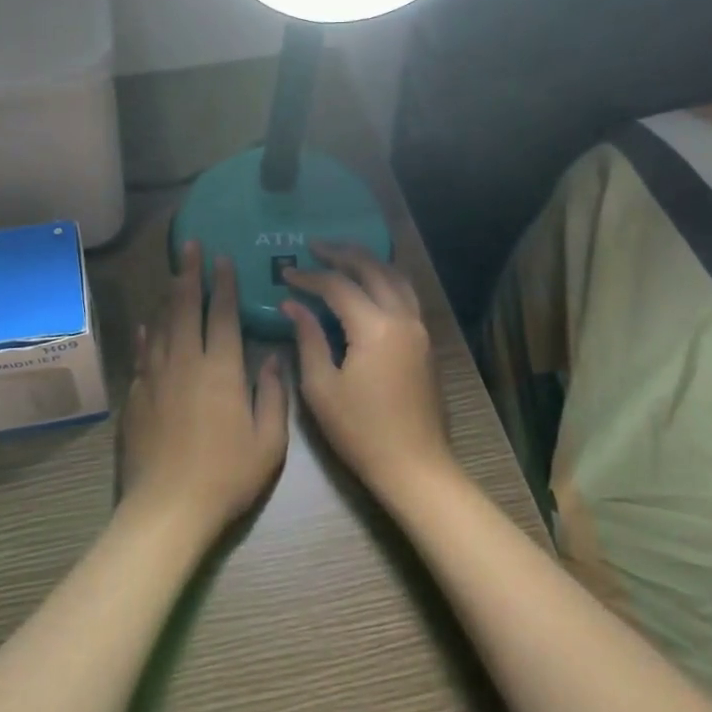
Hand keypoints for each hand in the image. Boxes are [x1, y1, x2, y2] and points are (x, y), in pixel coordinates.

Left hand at [121, 241, 287, 539]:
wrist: (168, 507)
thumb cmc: (227, 475)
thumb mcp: (268, 441)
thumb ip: (272, 393)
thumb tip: (271, 356)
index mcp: (221, 370)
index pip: (221, 314)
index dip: (223, 284)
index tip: (223, 258)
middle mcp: (184, 363)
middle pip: (184, 308)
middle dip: (189, 274)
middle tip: (189, 246)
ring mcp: (155, 378)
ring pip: (160, 326)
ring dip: (167, 297)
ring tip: (172, 274)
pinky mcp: (136, 396)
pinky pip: (141, 355)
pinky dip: (145, 336)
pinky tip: (146, 326)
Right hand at [281, 243, 453, 495]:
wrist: (414, 465)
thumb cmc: (360, 431)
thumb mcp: (321, 387)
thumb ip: (309, 338)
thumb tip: (293, 306)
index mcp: (375, 328)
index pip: (338, 286)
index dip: (309, 277)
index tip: (285, 274)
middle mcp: (403, 318)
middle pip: (373, 269)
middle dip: (343, 254)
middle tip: (315, 246)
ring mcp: (420, 329)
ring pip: (396, 278)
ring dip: (369, 262)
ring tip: (343, 256)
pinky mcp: (426, 343)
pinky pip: (406, 295)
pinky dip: (386, 280)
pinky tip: (370, 285)